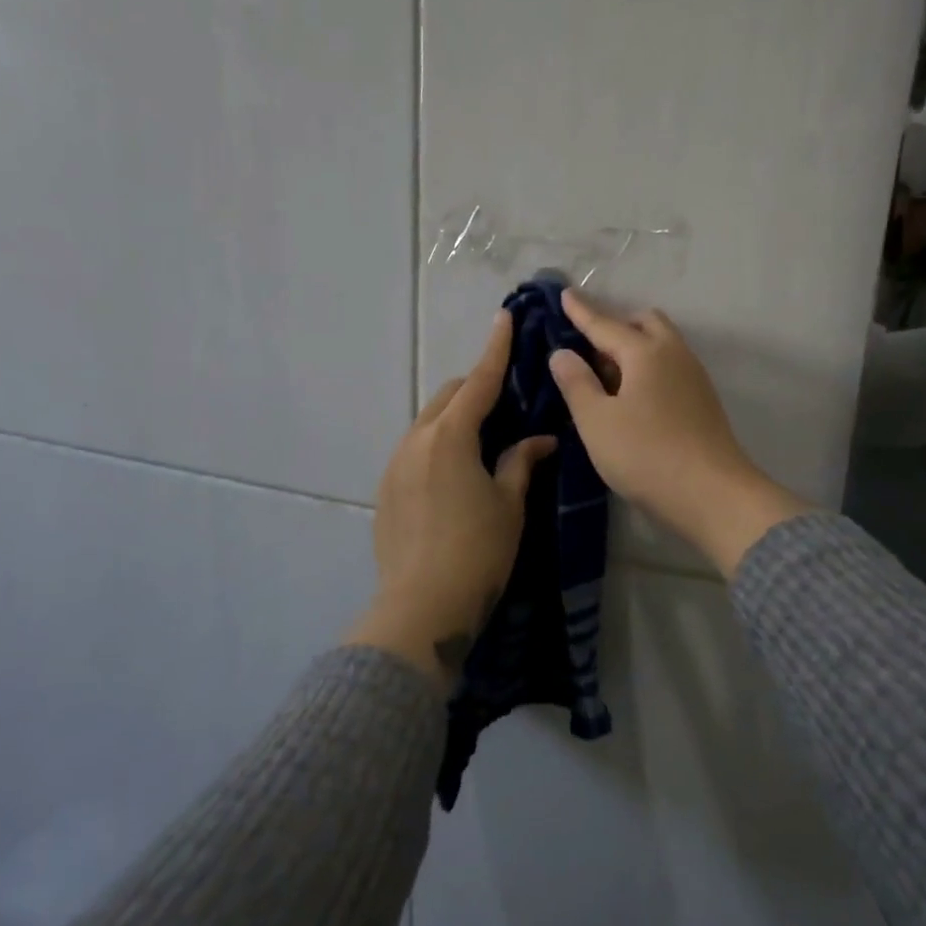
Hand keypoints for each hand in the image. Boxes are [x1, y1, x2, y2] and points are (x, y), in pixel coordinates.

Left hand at [348, 312, 555, 690]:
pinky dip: (438, 443)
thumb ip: (521, 462)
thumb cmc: (477, 552)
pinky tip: (455, 470)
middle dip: (476, 386)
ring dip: (455, 416)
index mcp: (450, 437)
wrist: (421, 607)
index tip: (504, 318)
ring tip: (483, 435)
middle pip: (448, 396)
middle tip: (506, 396)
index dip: (495, 349)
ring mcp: (395, 465)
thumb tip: (540, 439)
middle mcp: (416, 440)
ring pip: (428, 422)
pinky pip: (415, 449)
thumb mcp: (509, 505)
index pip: (478, 382)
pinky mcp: (386, 490)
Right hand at [548, 290, 808, 575]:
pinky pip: (669, 367)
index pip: (605, 324)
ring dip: (633, 347)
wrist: (713, 495)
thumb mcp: (597, 422)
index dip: (581, 311)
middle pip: (644, 324)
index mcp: (645, 352)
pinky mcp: (702, 401)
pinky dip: (648, 367)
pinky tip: (633, 396)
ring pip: (661, 345)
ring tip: (606, 374)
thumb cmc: (646, 455)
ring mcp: (694, 377)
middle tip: (588, 346)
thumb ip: (576, 383)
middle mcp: (674, 354)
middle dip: (615, 325)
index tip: (565, 294)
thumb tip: (563, 353)